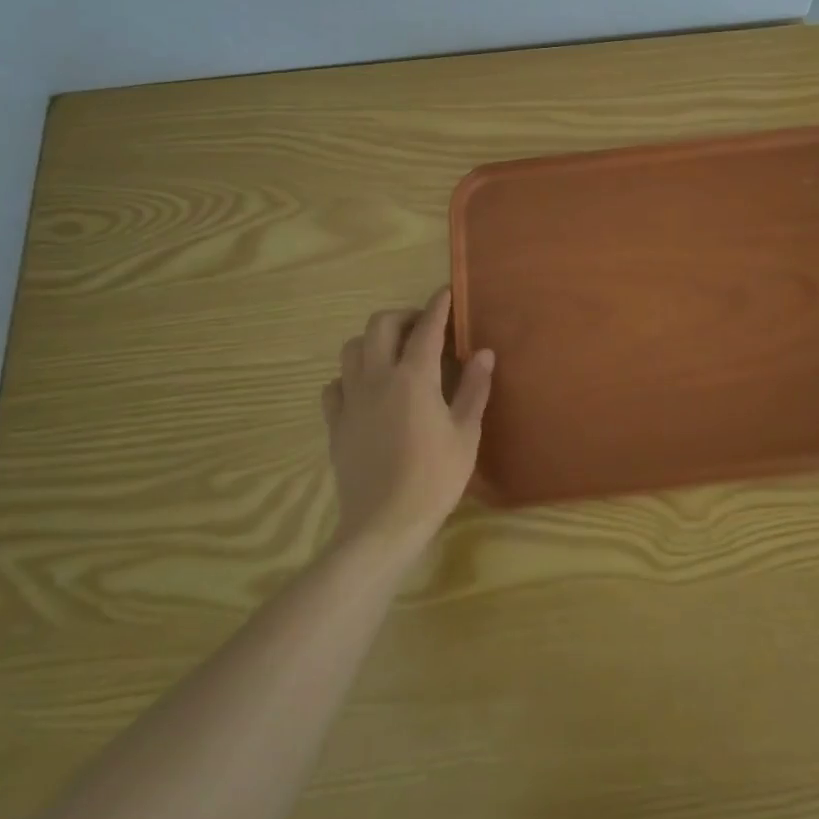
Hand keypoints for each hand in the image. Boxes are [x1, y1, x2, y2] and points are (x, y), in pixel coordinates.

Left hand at [321, 288, 494, 560]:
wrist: (383, 525)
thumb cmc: (434, 478)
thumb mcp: (466, 433)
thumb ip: (474, 388)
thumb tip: (484, 353)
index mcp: (414, 378)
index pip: (426, 328)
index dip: (437, 306)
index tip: (446, 293)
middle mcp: (378, 378)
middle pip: (379, 325)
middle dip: (402, 316)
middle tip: (422, 328)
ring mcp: (351, 401)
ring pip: (352, 349)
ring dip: (373, 341)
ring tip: (394, 354)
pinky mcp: (335, 424)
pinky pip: (334, 385)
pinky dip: (350, 376)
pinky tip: (366, 390)